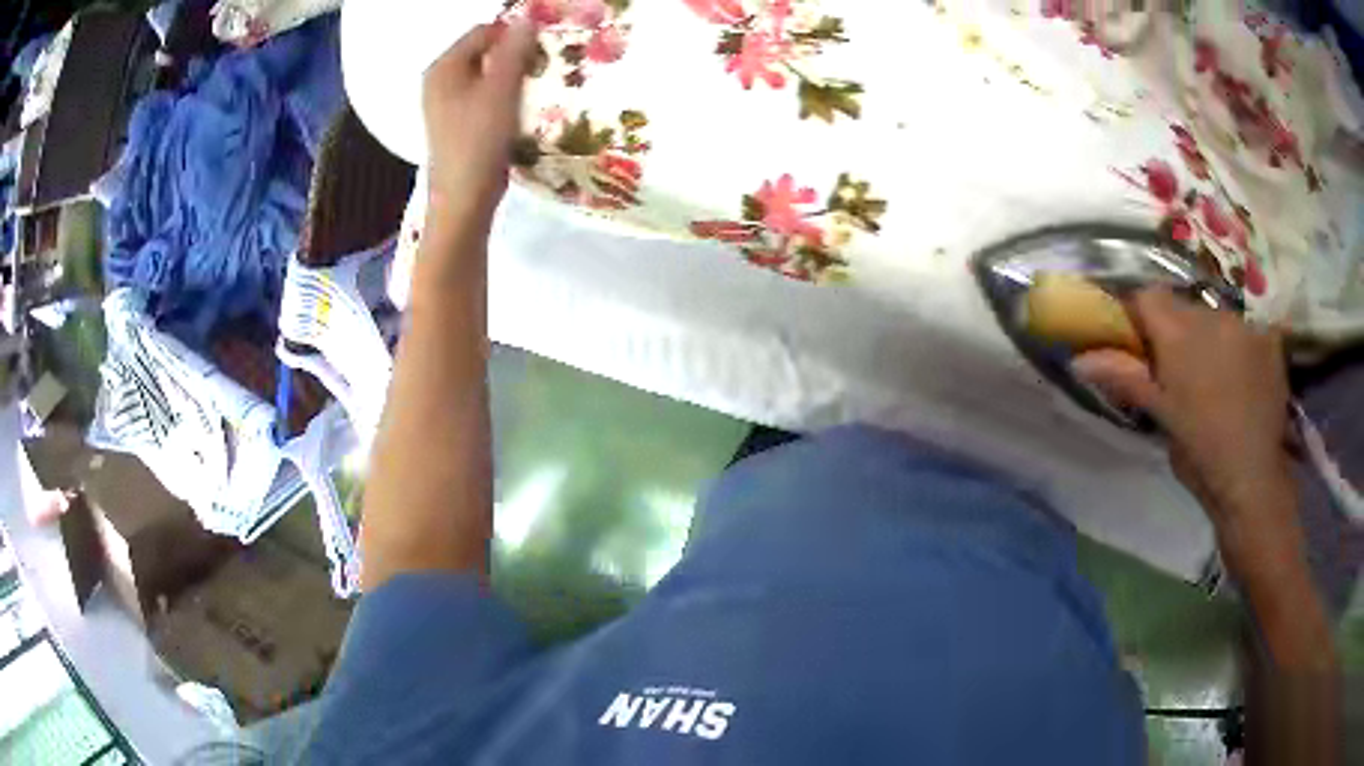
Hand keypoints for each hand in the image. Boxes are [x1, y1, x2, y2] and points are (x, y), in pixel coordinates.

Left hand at [422, 18, 536, 229]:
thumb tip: (526, 16)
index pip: (484, 31)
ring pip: (485, 76)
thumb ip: (513, 50)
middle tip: (542, 68)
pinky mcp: (457, 125)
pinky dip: (503, 96)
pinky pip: (483, 97)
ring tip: (535, 89)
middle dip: (514, 55)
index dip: (514, 34)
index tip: (542, 49)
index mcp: (443, 68)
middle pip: (483, 52)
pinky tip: (520, 110)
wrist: (463, 201)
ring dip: (512, 77)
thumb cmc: (479, 141)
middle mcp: (439, 82)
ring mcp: (445, 105)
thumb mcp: (500, 89)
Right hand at [1072, 289, 1294, 535]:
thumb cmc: (1200, 454)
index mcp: (1179, 334)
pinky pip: (1245, 330)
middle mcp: (1211, 316)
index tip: (1138, 344)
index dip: (1138, 315)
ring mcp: (1244, 325)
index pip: (1147, 296)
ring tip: (1214, 379)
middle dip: (1175, 330)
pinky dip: (1239, 346)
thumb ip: (1126, 378)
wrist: (1252, 479)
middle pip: (1182, 306)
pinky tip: (1243, 379)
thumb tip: (1079, 359)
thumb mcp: (1161, 417)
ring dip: (1208, 338)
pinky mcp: (1268, 340)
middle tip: (1176, 371)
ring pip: (1214, 317)